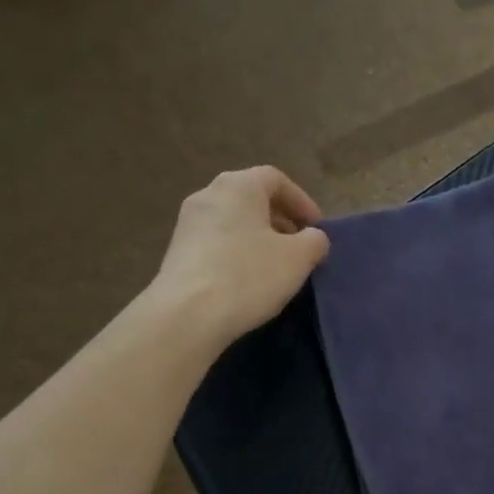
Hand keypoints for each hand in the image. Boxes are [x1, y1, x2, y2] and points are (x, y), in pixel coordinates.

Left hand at [152, 167, 330, 342]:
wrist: (187, 315)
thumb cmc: (248, 276)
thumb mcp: (298, 259)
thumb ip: (314, 241)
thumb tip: (313, 237)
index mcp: (238, 186)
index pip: (276, 179)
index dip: (302, 201)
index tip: (317, 229)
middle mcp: (208, 194)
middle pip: (252, 199)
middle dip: (280, 220)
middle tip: (299, 248)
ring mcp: (187, 223)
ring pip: (233, 221)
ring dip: (259, 238)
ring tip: (276, 267)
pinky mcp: (177, 252)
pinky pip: (216, 243)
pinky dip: (237, 253)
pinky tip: (247, 281)